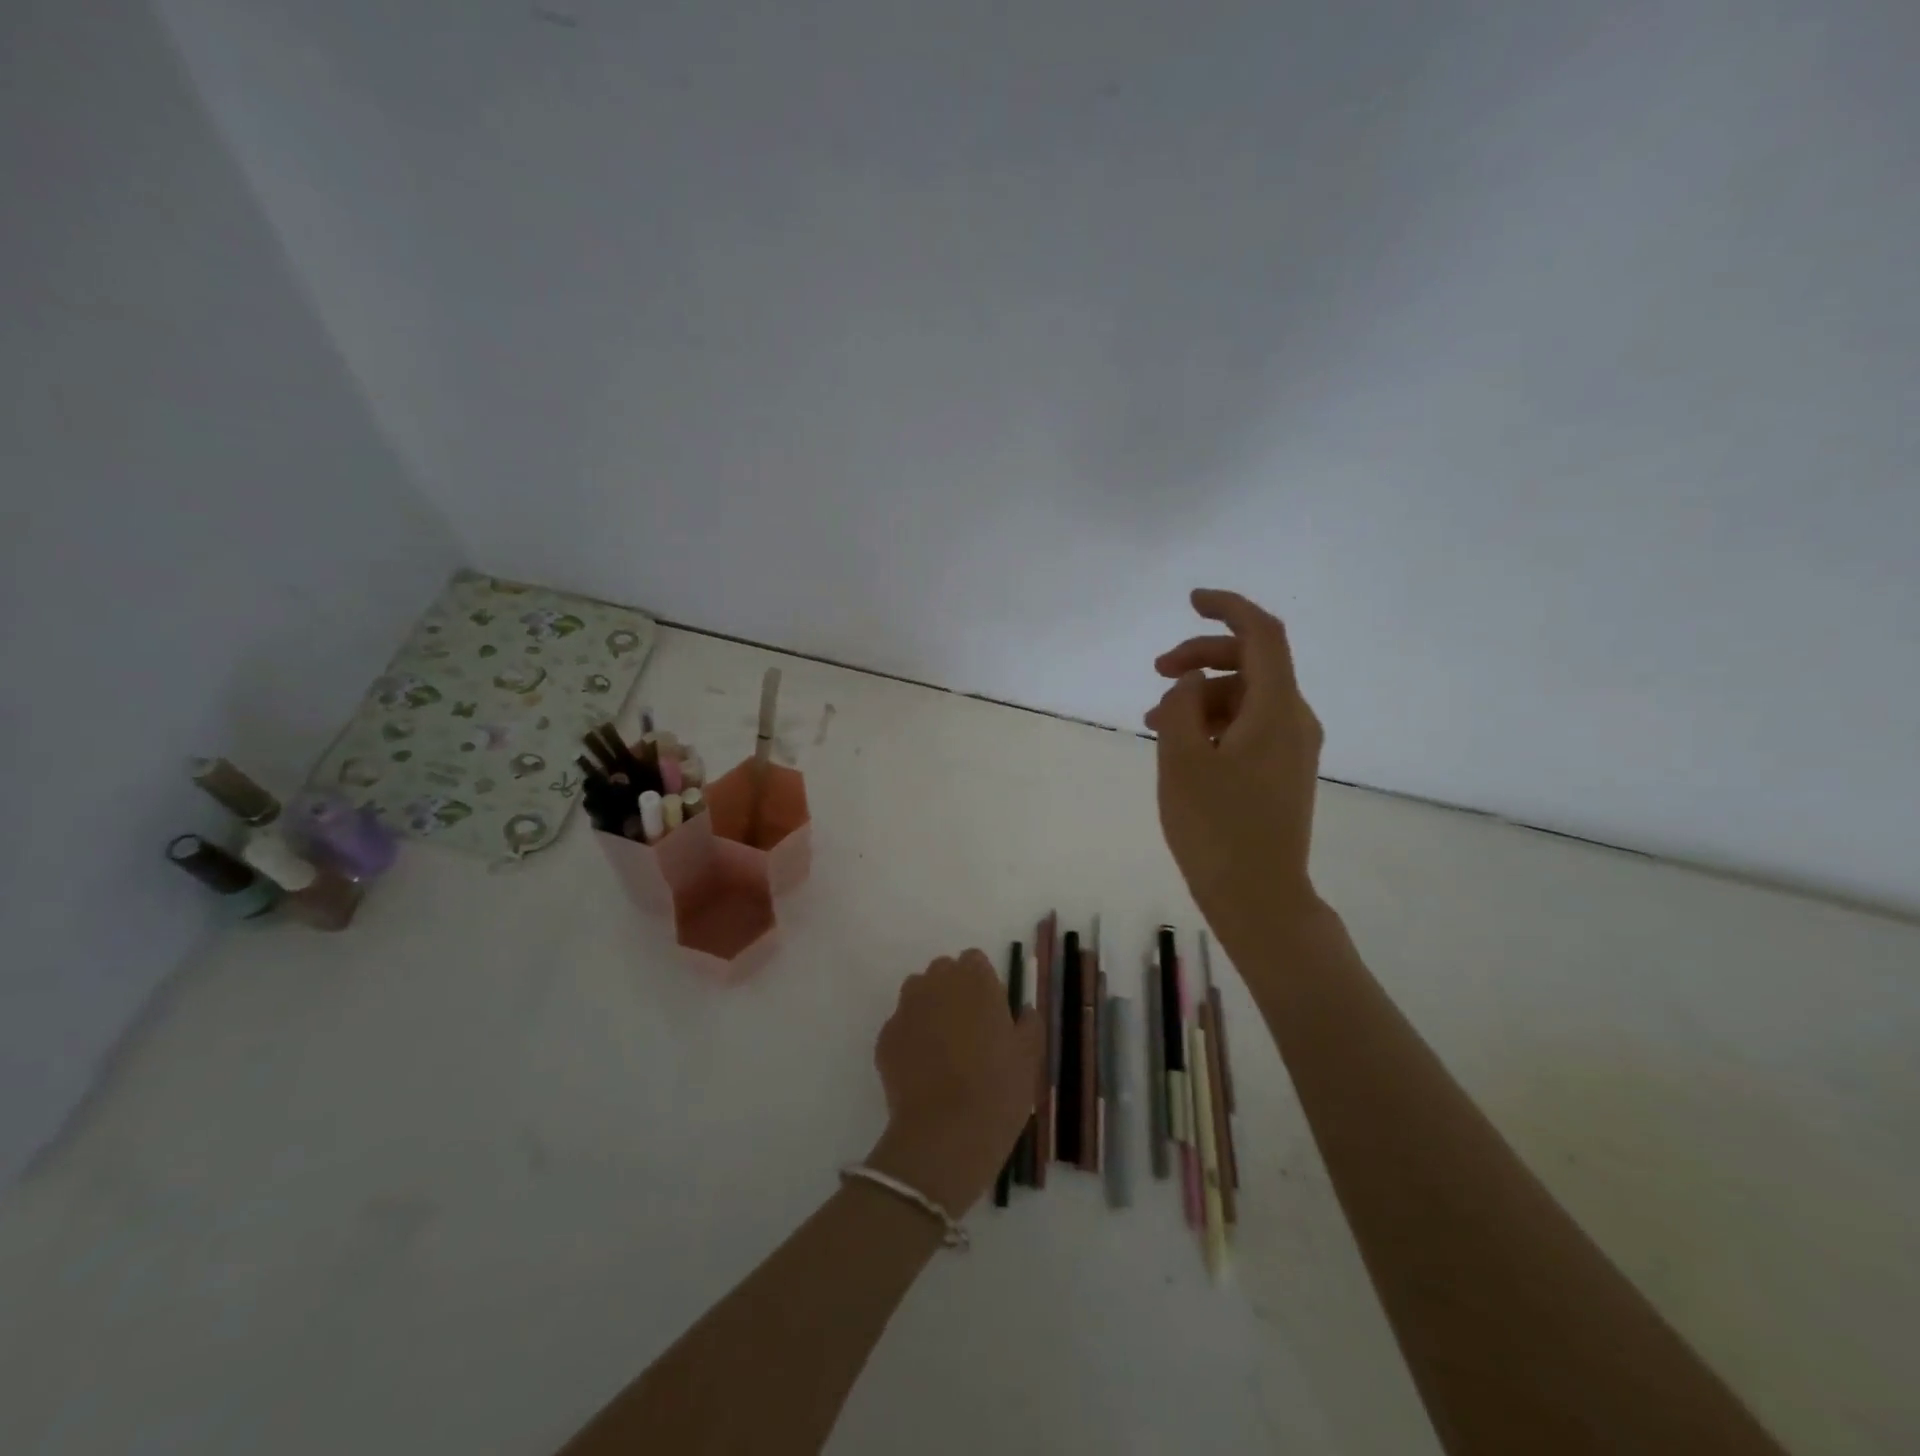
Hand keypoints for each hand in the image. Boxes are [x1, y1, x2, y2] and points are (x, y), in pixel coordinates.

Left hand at [865, 950, 1043, 1216]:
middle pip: (943, 972)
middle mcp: (936, 983)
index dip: (982, 984)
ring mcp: (906, 1008)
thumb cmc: (998, 1090)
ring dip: (929, 1009)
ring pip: (918, 994)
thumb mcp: (1030, 1057)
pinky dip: (910, 1039)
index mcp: (975, 980)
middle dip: (953, 991)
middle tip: (969, 1030)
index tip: (991, 1012)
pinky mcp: (885, 1037)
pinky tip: (922, 1071)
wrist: (946, 1134)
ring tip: (943, 1048)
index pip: (974, 961)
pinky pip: (901, 1026)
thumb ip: (1028, 1024)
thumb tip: (1023, 1011)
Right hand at [1146, 588, 1325, 932]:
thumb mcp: (1181, 760)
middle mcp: (1294, 719)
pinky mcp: (1283, 770)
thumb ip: (1179, 706)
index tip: (1190, 600)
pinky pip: (1249, 725)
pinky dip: (1214, 721)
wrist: (1259, 897)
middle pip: (1251, 662)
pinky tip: (1180, 742)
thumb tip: (1188, 682)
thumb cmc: (1215, 828)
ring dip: (1200, 695)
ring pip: (1245, 696)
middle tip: (1155, 671)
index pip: (1262, 634)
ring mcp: (1292, 747)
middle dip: (1201, 657)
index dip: (1228, 607)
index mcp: (1276, 709)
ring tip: (1153, 717)